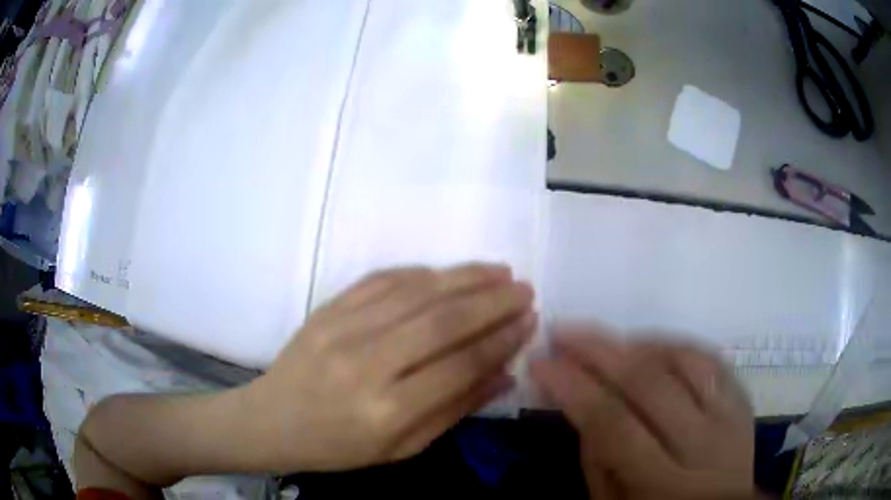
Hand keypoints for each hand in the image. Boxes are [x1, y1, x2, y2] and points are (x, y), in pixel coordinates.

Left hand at [245, 264, 535, 472]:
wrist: (271, 421)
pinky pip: (381, 280)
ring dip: (463, 277)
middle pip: (442, 321)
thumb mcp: (402, 448)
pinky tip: (447, 273)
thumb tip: (504, 372)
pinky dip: (421, 273)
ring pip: (416, 292)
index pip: (459, 366)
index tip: (529, 322)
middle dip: (492, 301)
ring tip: (499, 272)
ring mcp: (342, 329)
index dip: (500, 341)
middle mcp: (366, 364)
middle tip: (524, 290)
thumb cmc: (338, 446)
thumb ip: (454, 409)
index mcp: (387, 411)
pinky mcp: (327, 308)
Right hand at [531, 329, 754, 499]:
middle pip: (652, 384)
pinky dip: (677, 346)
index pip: (613, 425)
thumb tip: (579, 402)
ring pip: (686, 362)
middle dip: (600, 352)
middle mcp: (703, 445)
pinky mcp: (742, 402)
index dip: (574, 389)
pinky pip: (712, 360)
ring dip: (638, 343)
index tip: (542, 363)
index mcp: (662, 484)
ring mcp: (730, 418)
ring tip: (603, 339)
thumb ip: (597, 461)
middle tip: (564, 333)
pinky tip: (650, 344)